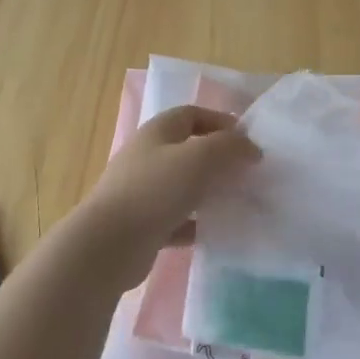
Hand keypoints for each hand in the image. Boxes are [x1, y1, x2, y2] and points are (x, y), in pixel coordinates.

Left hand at [76, 105, 259, 285]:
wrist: (109, 244)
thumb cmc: (155, 190)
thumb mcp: (199, 158)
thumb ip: (229, 146)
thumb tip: (250, 147)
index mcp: (158, 132)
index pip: (192, 114)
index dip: (221, 121)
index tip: (248, 140)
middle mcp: (148, 157)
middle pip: (189, 150)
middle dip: (219, 158)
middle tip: (248, 173)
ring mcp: (143, 192)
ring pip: (184, 186)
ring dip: (210, 192)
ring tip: (238, 202)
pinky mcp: (144, 225)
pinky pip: (178, 219)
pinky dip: (197, 223)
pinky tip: (216, 231)